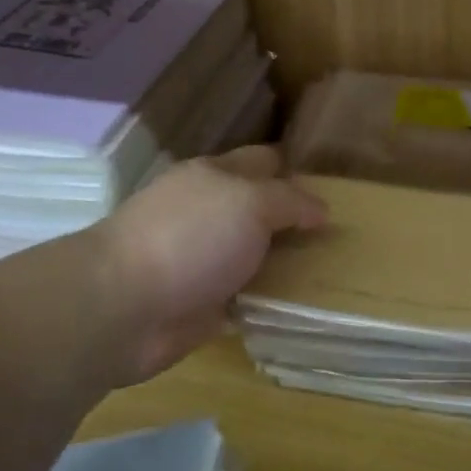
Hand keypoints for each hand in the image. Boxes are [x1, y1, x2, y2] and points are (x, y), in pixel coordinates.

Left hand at [97, 146, 326, 384]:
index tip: (338, 189)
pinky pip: (247, 299)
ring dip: (286, 265)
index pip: (264, 163)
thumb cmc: (190, 238)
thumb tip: (320, 210)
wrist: (125, 306)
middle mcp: (208, 214)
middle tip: (345, 236)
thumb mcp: (250, 203)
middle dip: (296, 221)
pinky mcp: (202, 304)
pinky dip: (269, 302)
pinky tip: (302, 308)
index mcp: (214, 177)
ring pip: (255, 257)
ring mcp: (203, 261)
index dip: (297, 172)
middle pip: (261, 212)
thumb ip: (289, 202)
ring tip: (335, 274)